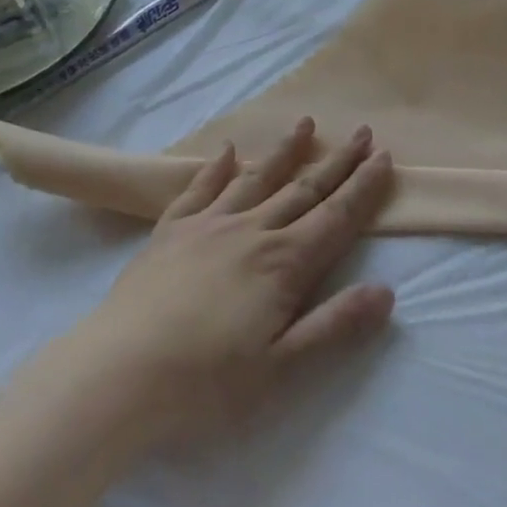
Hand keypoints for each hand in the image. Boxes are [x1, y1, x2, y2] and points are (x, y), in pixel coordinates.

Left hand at [55, 118, 395, 448]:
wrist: (119, 373)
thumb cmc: (206, 384)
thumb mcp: (282, 369)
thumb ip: (335, 325)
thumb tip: (387, 292)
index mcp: (283, 263)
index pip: (335, 216)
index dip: (363, 187)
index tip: (384, 156)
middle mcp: (251, 230)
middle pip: (303, 188)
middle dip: (337, 162)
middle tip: (361, 132)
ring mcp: (208, 224)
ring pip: (256, 177)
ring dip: (284, 151)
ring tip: (306, 123)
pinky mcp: (171, 229)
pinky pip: (200, 188)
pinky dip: (216, 167)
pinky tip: (226, 150)